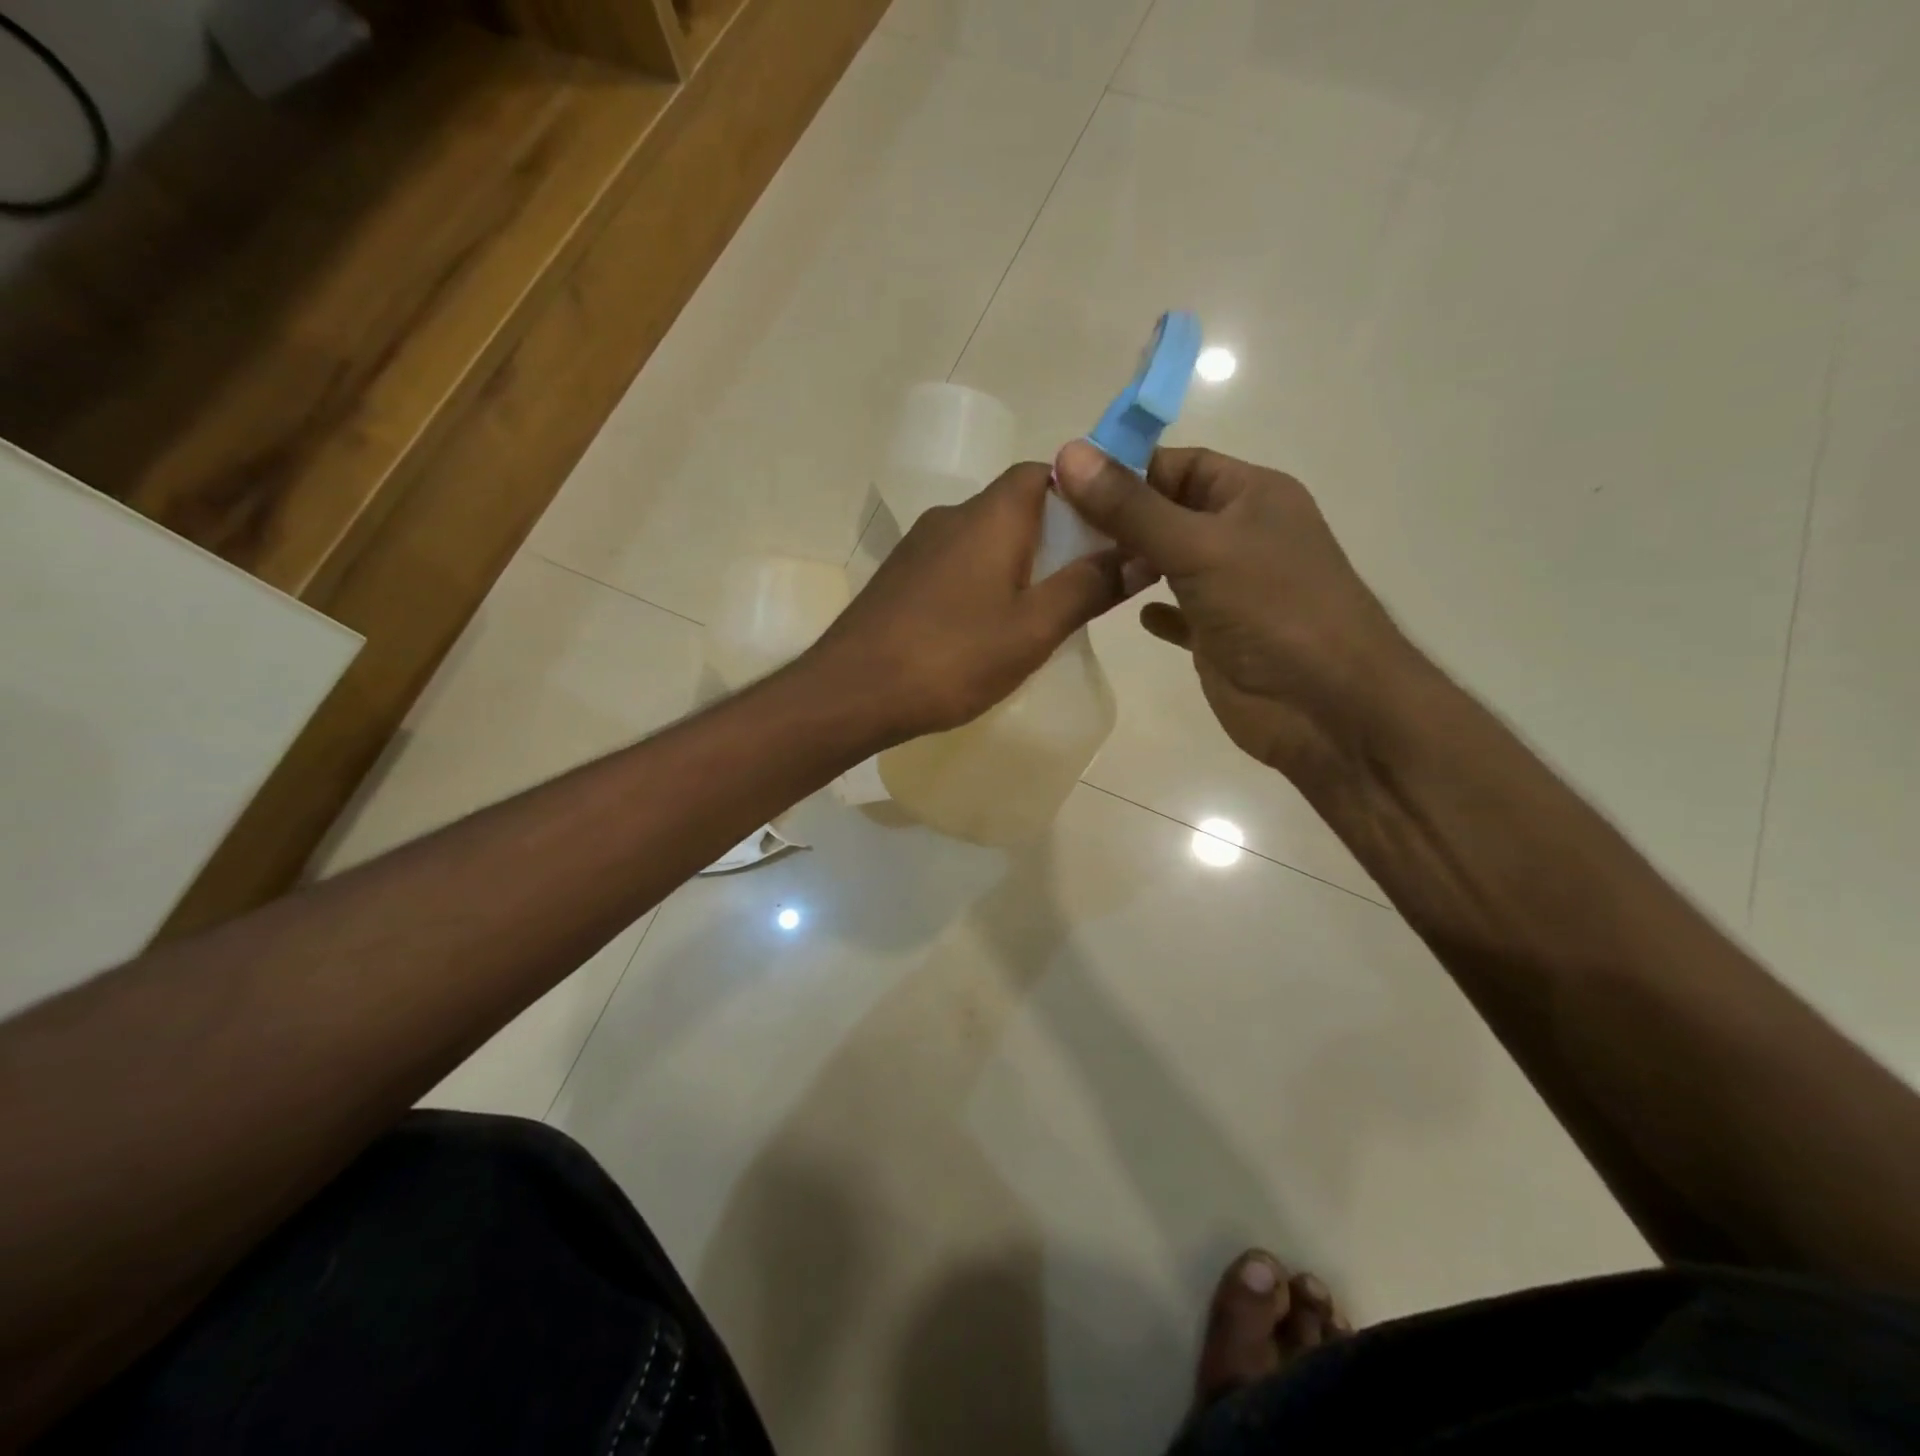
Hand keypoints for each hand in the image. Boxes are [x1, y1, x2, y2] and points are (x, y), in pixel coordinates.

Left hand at [808, 462, 1141, 740]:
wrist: (852, 693)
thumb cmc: (952, 658)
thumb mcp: (1034, 629)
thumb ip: (1089, 587)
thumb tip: (1142, 553)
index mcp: (992, 515)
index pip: (1046, 473)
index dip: (1082, 496)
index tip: (1108, 535)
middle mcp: (952, 516)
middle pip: (1017, 507)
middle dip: (1056, 539)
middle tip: (1082, 587)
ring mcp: (918, 546)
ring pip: (985, 540)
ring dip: (1018, 565)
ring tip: (1039, 616)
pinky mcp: (899, 578)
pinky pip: (956, 566)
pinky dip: (983, 584)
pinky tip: (986, 631)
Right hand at [1052, 440, 1414, 773]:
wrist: (1326, 707)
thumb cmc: (1271, 609)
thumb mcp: (1198, 547)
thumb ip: (1131, 507)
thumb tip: (1069, 454)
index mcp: (1250, 495)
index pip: (1178, 464)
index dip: (1124, 468)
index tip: (1064, 482)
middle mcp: (1241, 534)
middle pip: (1168, 512)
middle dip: (1117, 517)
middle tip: (1056, 528)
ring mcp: (1231, 588)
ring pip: (1168, 562)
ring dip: (1129, 563)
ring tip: (1075, 565)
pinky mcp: (1219, 635)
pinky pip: (1178, 613)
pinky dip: (1155, 610)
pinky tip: (1128, 611)